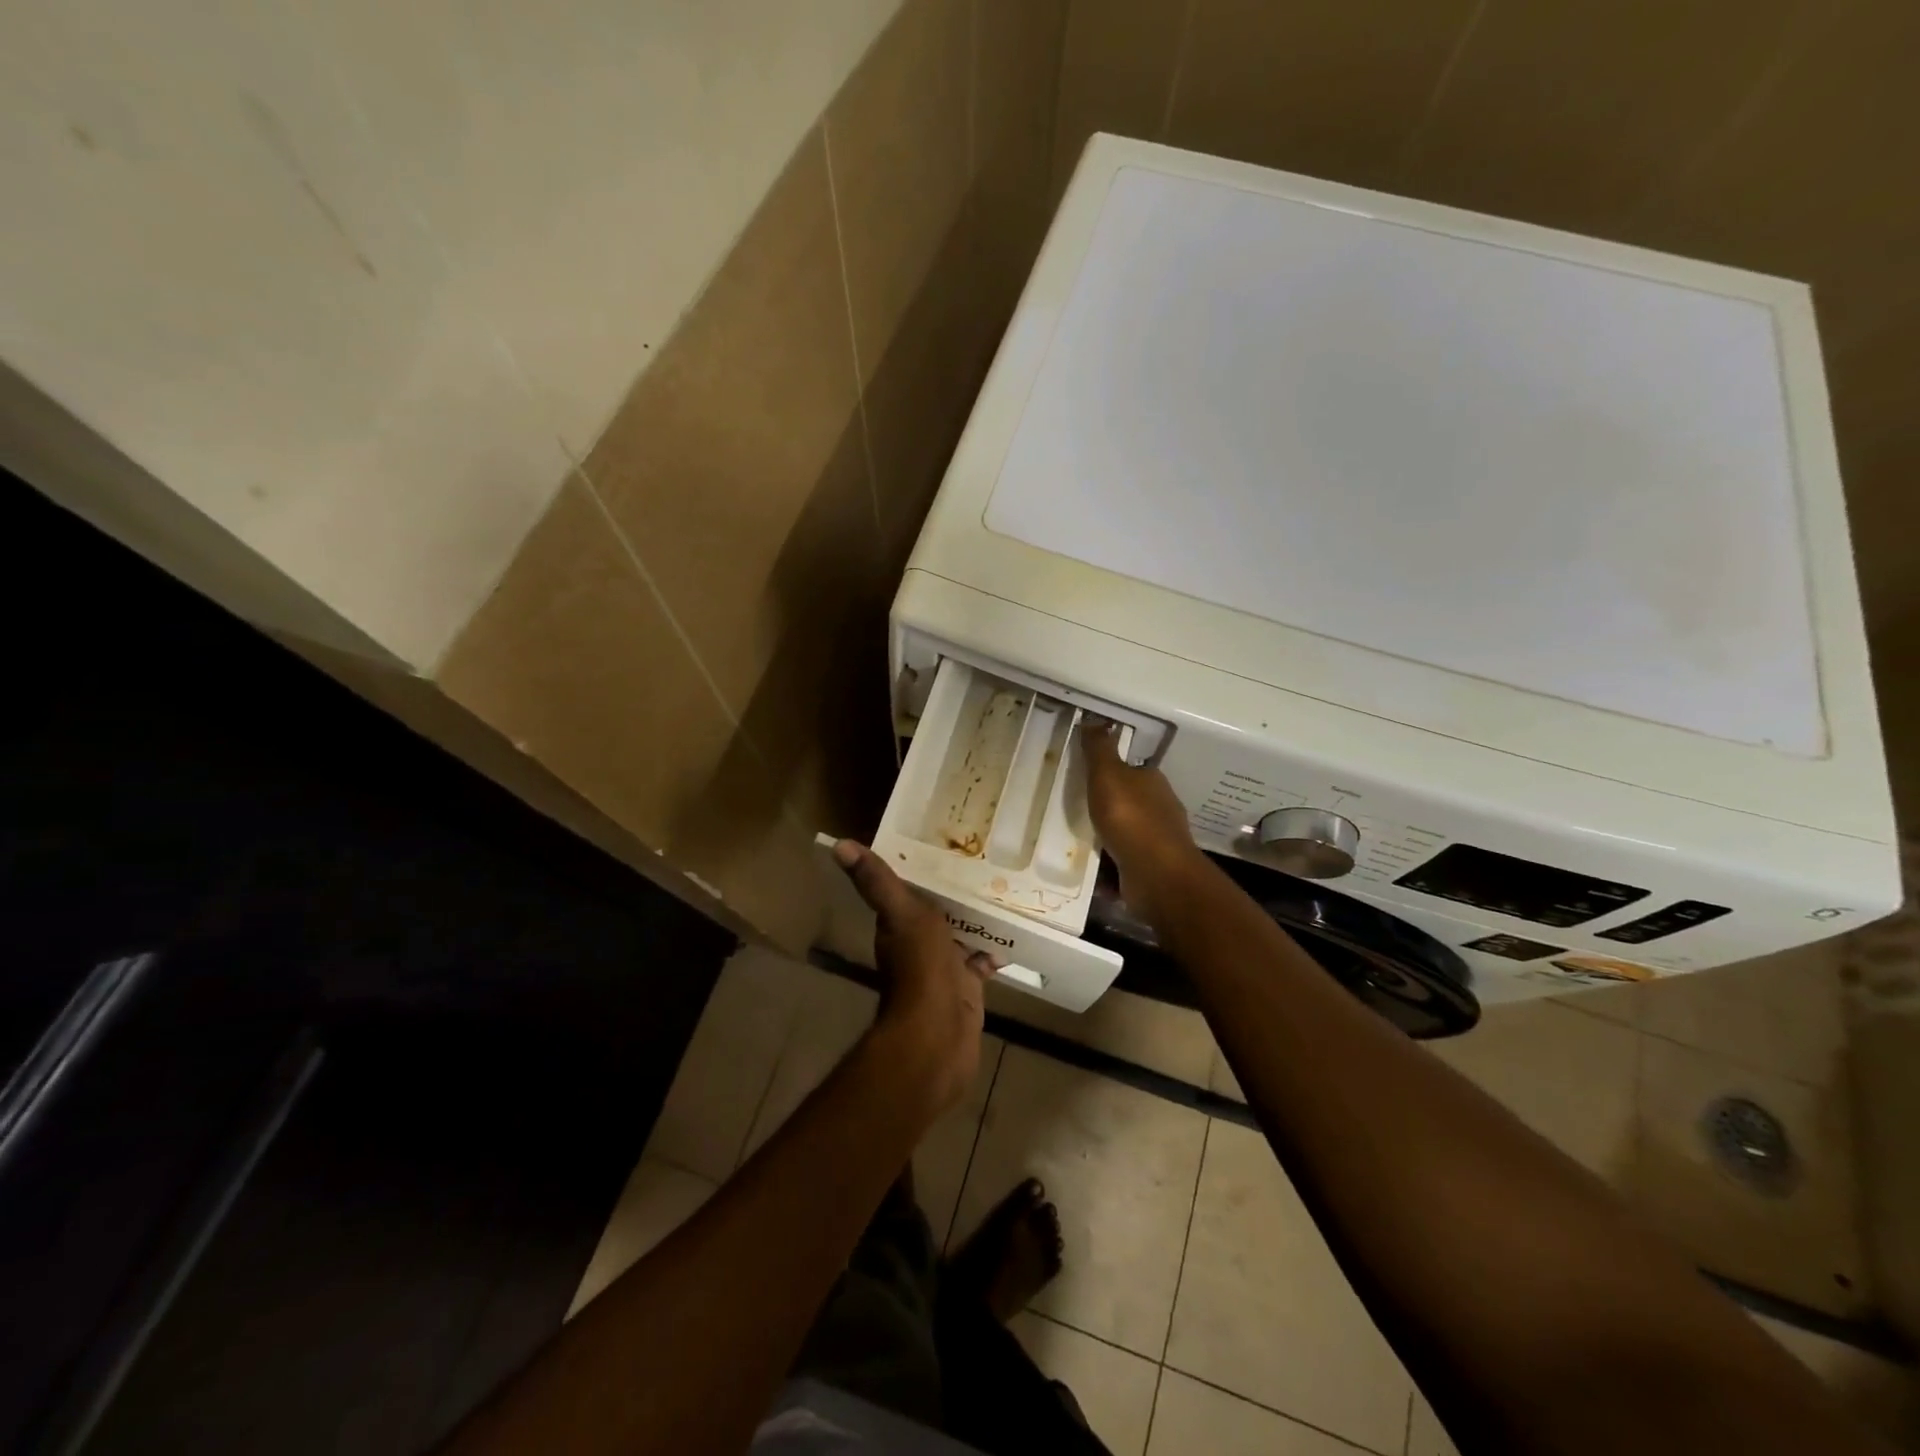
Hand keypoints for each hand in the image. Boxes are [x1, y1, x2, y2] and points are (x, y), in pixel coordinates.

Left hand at [831, 840, 992, 1111]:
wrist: (938, 1034)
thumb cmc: (920, 968)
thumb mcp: (902, 913)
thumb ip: (877, 882)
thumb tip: (838, 846)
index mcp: (900, 925)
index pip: (910, 890)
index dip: (924, 870)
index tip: (945, 844)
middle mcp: (919, 944)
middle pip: (939, 911)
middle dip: (956, 894)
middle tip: (984, 865)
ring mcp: (944, 968)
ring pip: (962, 935)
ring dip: (977, 919)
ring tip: (1003, 891)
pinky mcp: (967, 988)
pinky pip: (981, 963)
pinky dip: (994, 951)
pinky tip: (1012, 936)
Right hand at [1083, 723, 1205, 915]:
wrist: (1156, 875)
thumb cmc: (1131, 819)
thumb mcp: (1108, 774)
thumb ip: (1099, 748)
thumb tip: (1093, 718)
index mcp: (1152, 782)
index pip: (1131, 769)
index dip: (1109, 771)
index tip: (1084, 777)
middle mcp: (1159, 810)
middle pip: (1128, 802)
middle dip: (1105, 806)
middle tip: (1072, 809)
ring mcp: (1157, 842)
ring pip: (1124, 834)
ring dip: (1103, 837)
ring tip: (1073, 839)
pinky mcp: (1149, 870)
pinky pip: (1121, 863)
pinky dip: (1106, 866)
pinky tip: (1086, 868)